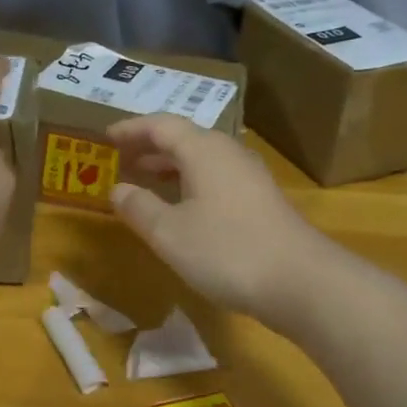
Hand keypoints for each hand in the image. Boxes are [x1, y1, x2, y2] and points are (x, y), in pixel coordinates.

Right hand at [106, 115, 334, 327]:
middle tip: (120, 159)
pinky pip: (216, 178)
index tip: (105, 137)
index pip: (161, 125)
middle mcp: (228, 153)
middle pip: (184, 138)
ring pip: (202, 159)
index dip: (131, 129)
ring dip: (170, 166)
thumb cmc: (226, 250)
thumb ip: (139, 207)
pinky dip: (190, 183)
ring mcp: (249, 176)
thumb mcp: (169, 233)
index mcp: (203, 150)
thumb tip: (117, 188)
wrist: (300, 282)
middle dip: (149, 147)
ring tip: (144, 180)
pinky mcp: (261, 200)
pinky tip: (182, 208)